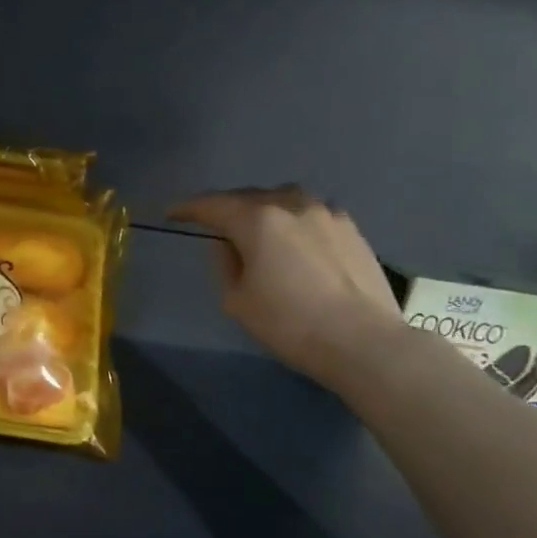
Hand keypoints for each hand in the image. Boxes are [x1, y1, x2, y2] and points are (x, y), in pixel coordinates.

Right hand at [168, 185, 402, 385]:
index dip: (188, 208)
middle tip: (212, 222)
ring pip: (283, 199)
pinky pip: (310, 213)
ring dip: (262, 208)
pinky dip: (292, 219)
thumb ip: (226, 263)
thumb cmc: (290, 323)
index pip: (213, 204)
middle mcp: (292, 204)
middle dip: (226, 206)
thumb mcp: (237, 300)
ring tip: (255, 226)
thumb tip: (229, 244)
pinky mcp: (351, 228)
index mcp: (257, 219)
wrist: (364, 341)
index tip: (172, 213)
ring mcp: (326, 213)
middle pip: (248, 196)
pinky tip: (293, 239)